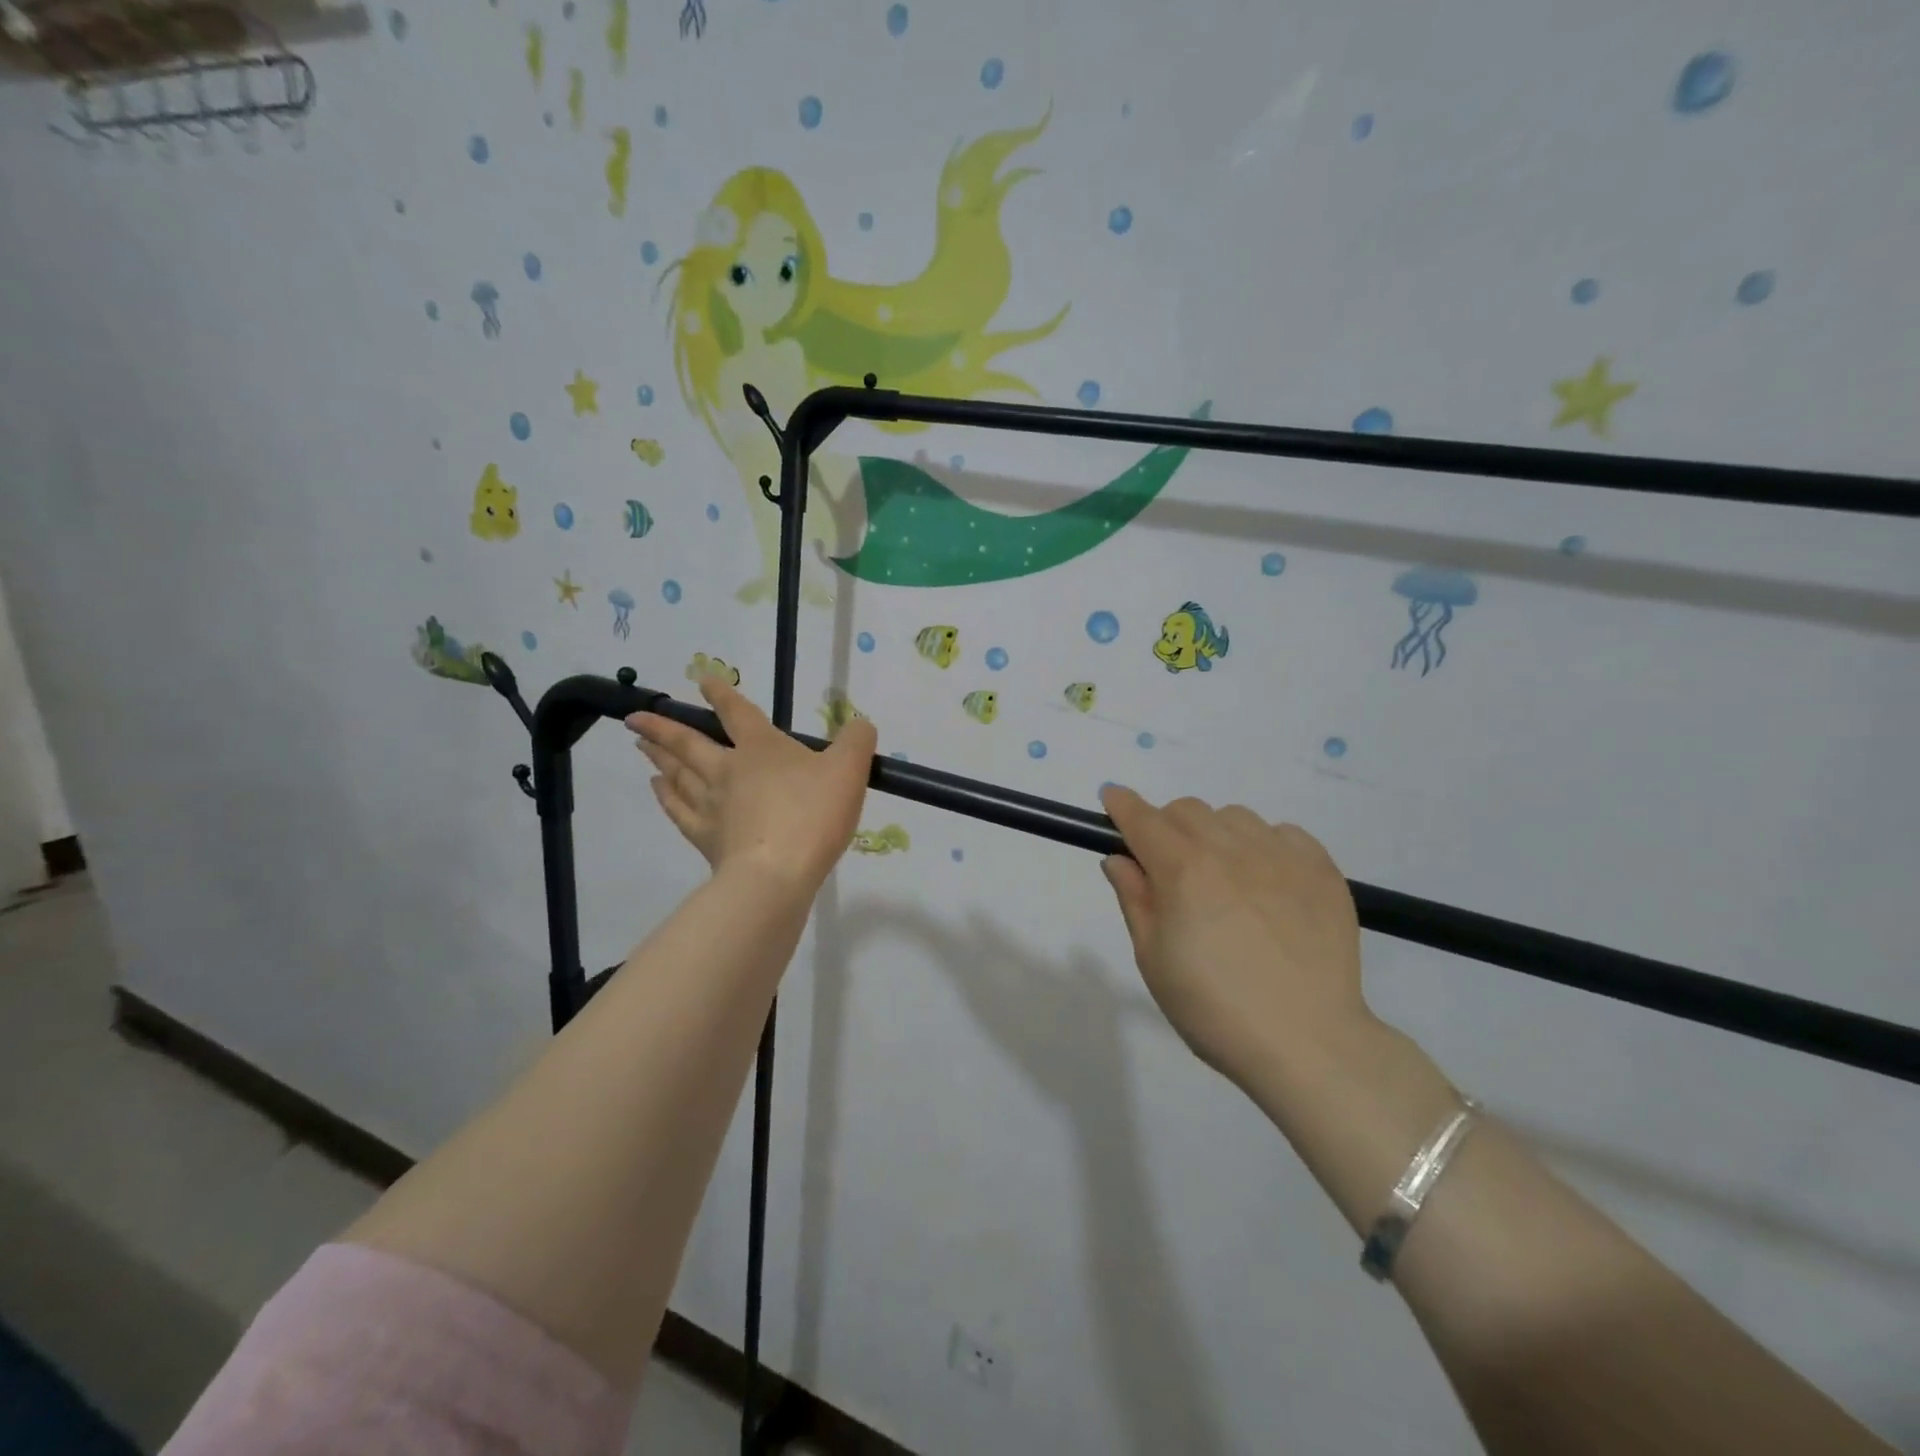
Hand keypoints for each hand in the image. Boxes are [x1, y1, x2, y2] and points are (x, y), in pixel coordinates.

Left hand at [628, 676, 876, 891]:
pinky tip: (657, 789)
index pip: (737, 713)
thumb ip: (856, 741)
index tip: (701, 680)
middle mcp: (728, 770)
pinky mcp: (706, 839)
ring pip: (678, 774)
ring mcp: (712, 805)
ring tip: (641, 746)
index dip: (721, 694)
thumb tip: (860, 723)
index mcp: (761, 749)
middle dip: (663, 727)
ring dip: (659, 757)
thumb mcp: (849, 770)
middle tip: (635, 717)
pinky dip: (665, 797)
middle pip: (689, 743)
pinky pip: (678, 811)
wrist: (778, 874)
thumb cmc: (813, 815)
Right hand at [1098, 787, 1372, 1090]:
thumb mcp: (1154, 960)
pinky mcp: (1322, 870)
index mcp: (1183, 870)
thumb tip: (1118, 859)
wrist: (1308, 1043)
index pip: (1143, 819)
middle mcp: (1230, 849)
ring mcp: (1281, 856)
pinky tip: (1267, 883)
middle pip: (1186, 810)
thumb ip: (1134, 900)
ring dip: (1215, 834)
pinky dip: (1265, 846)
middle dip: (1166, 826)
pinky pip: (1284, 833)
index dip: (1122, 805)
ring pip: (1234, 817)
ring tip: (1223, 878)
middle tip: (1169, 867)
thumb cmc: (1214, 1009)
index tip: (1111, 799)